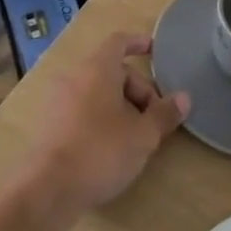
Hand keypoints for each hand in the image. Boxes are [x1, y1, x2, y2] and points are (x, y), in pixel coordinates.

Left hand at [27, 33, 189, 219]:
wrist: (47, 189)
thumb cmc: (101, 151)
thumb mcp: (143, 135)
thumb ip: (164, 114)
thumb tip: (184, 98)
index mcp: (97, 69)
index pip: (118, 42)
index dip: (138, 43)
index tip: (155, 50)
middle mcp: (74, 77)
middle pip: (111, 71)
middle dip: (137, 89)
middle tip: (154, 118)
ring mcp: (57, 101)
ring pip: (96, 92)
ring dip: (119, 106)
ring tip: (135, 135)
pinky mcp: (48, 125)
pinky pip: (81, 109)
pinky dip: (99, 118)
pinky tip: (110, 147)